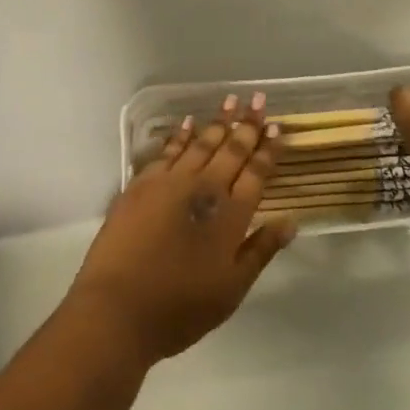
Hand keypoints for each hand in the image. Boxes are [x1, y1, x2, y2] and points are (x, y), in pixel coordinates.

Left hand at [68, 94, 296, 365]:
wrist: (118, 309)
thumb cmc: (180, 308)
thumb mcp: (231, 290)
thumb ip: (260, 250)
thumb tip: (291, 221)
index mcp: (230, 215)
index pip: (255, 173)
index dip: (268, 150)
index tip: (277, 128)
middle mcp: (204, 189)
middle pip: (231, 150)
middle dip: (248, 125)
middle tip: (258, 100)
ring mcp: (171, 182)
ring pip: (201, 143)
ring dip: (218, 122)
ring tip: (231, 100)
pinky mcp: (142, 183)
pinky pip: (168, 150)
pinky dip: (181, 134)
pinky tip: (188, 123)